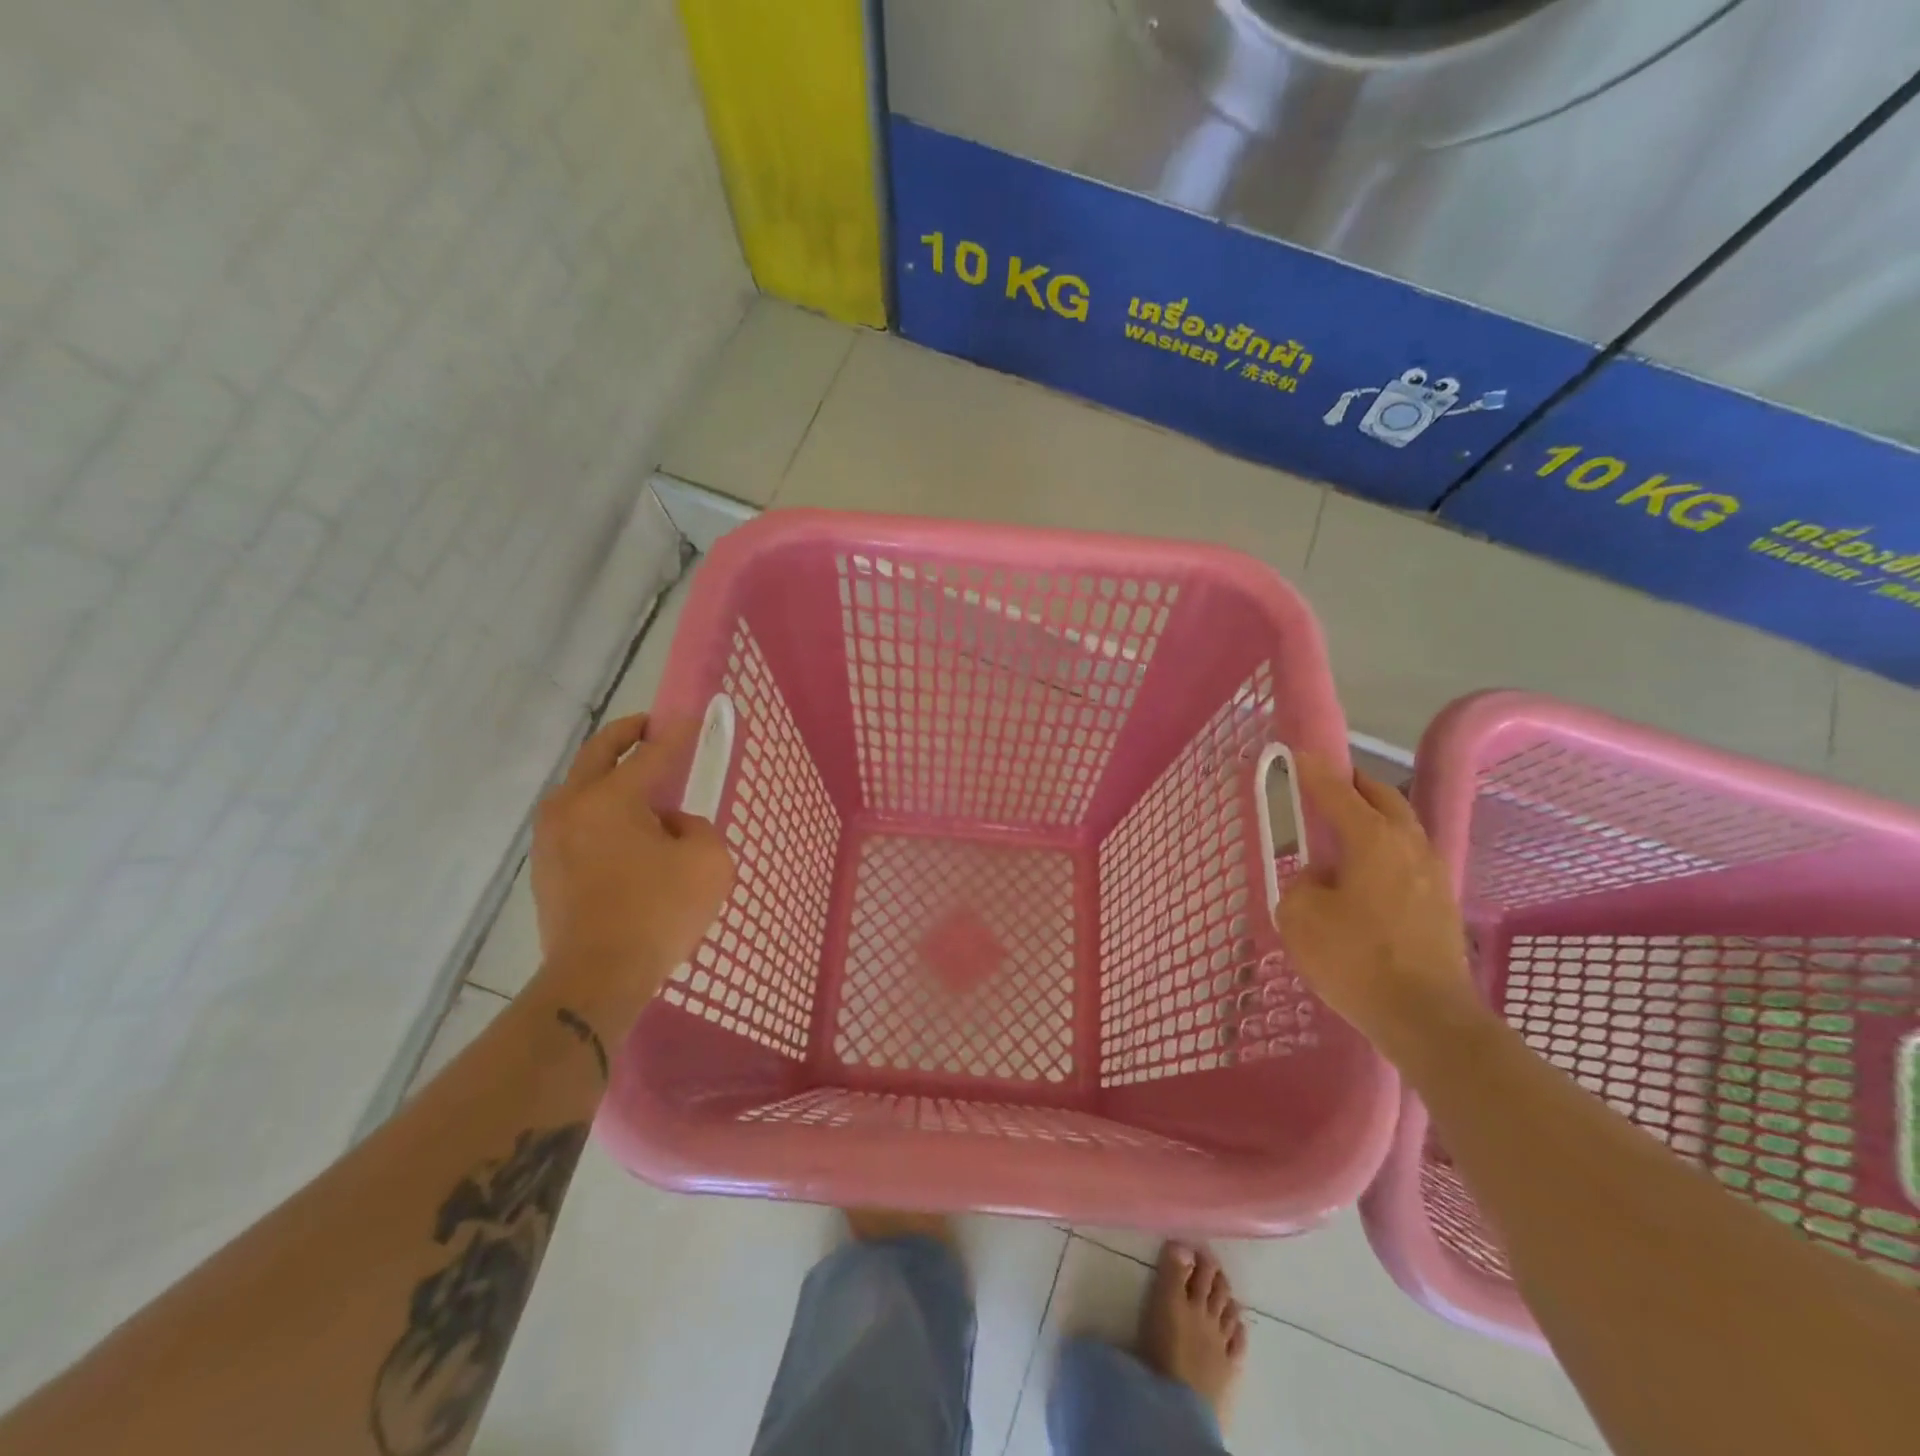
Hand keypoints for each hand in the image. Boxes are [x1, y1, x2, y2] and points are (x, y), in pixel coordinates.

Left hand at [528, 714, 733, 1031]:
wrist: (597, 978)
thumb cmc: (658, 913)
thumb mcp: (708, 862)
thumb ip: (697, 827)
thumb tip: (671, 825)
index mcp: (610, 799)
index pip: (650, 754)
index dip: (676, 734)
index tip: (692, 718)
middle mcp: (572, 807)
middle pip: (597, 754)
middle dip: (625, 734)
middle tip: (649, 727)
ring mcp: (551, 838)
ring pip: (580, 788)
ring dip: (608, 775)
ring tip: (639, 782)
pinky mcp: (546, 868)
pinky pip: (576, 822)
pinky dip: (600, 811)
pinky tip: (625, 831)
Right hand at [1276, 754, 1481, 1061]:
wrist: (1427, 1018)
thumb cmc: (1356, 959)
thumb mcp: (1301, 918)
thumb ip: (1301, 885)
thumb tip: (1320, 880)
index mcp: (1372, 839)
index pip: (1337, 791)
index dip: (1314, 771)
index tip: (1299, 753)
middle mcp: (1408, 845)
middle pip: (1382, 797)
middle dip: (1353, 784)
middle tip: (1326, 783)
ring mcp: (1432, 873)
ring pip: (1401, 826)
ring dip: (1373, 816)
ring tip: (1344, 827)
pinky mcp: (1441, 902)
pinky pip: (1407, 856)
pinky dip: (1384, 847)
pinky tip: (1365, 871)